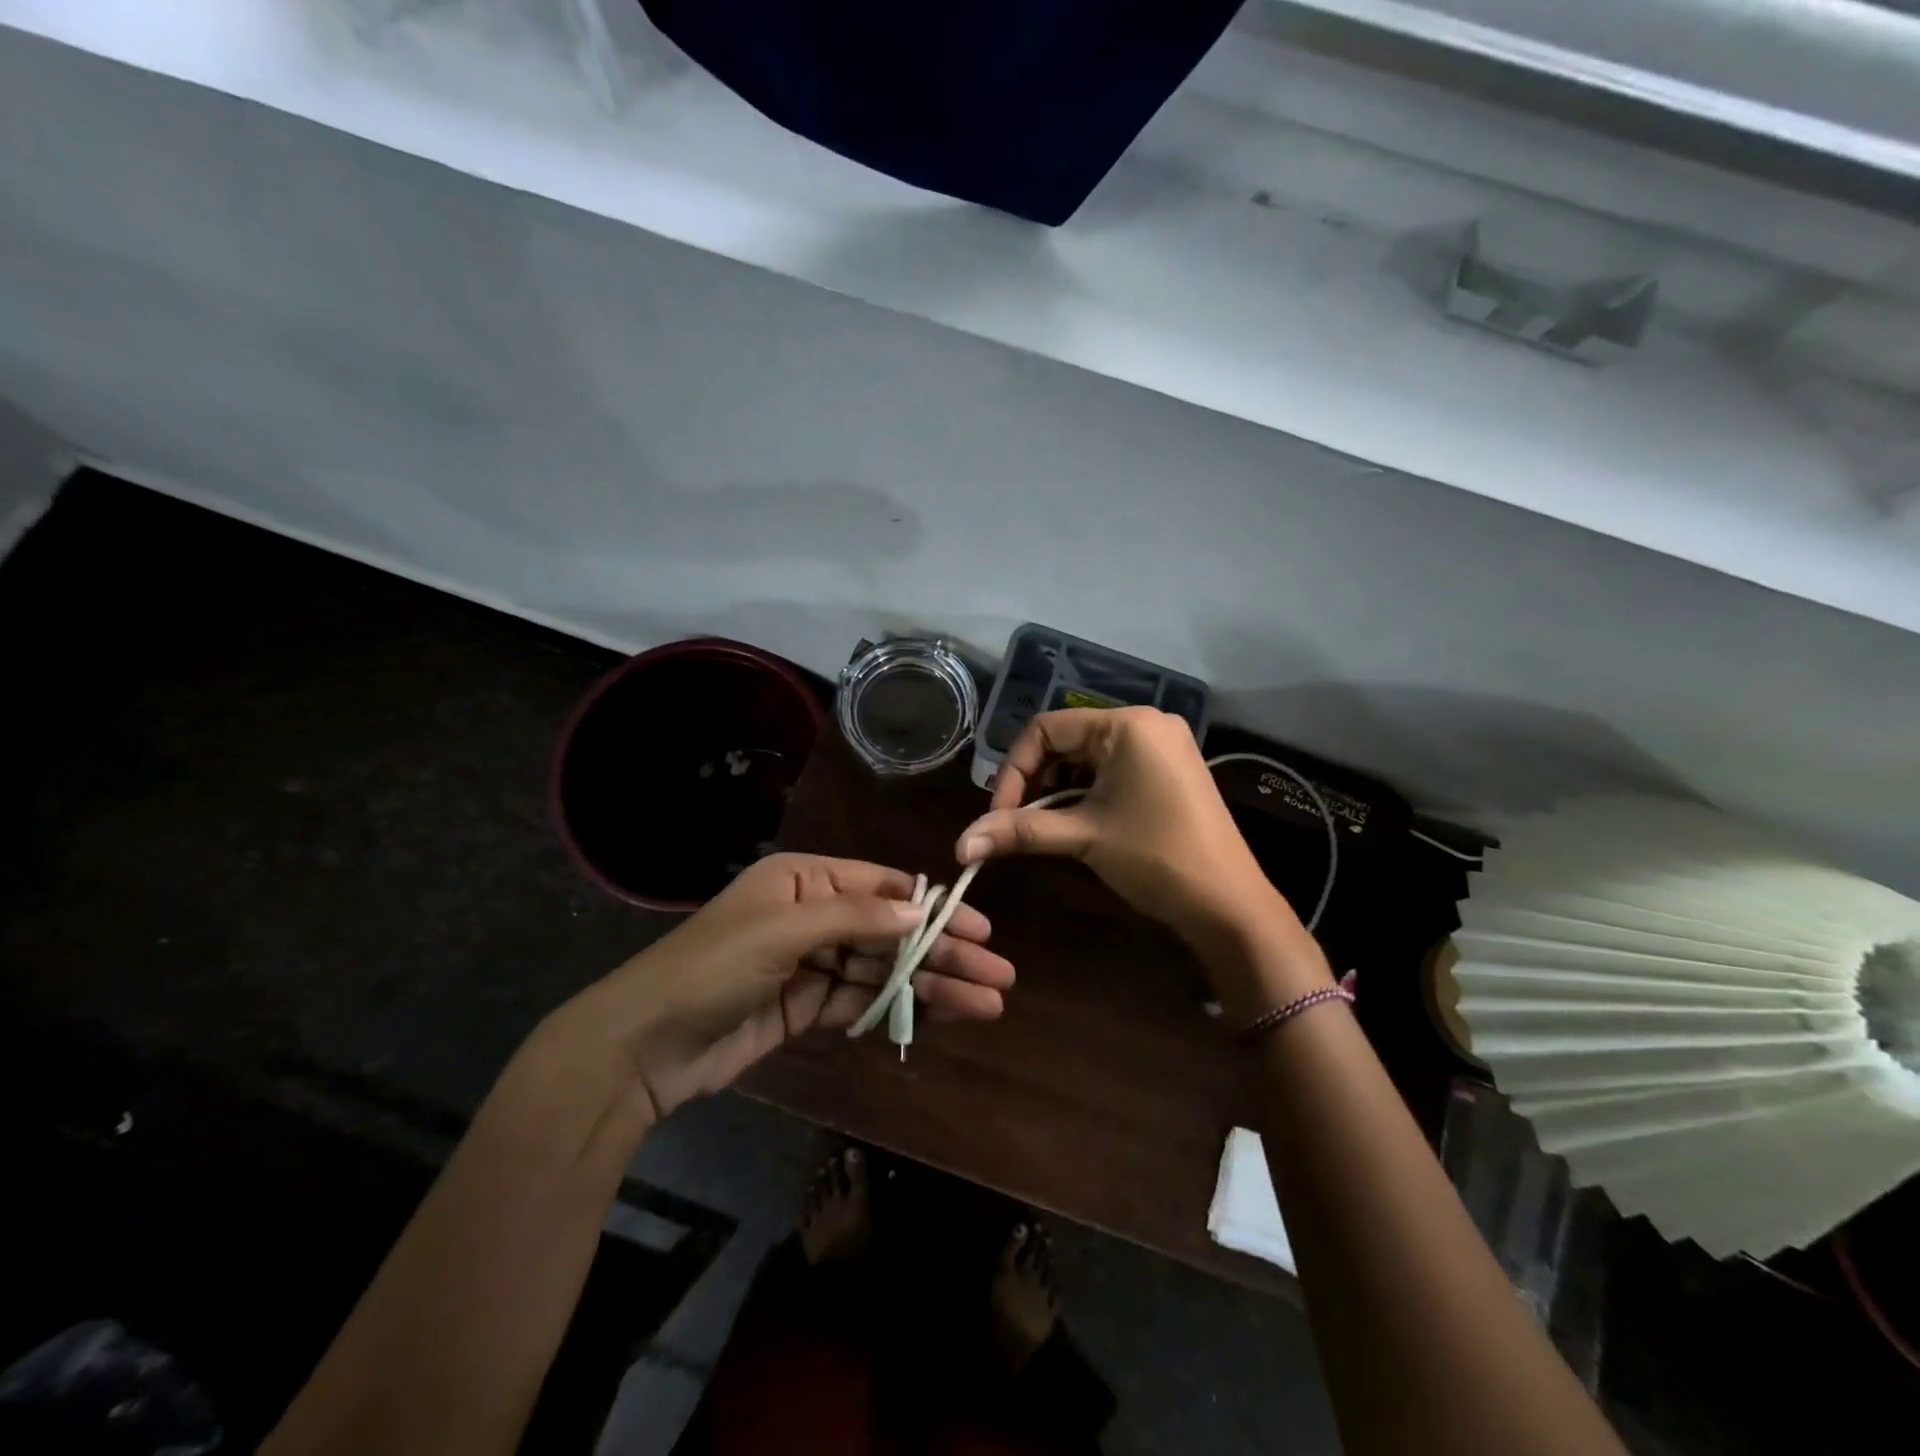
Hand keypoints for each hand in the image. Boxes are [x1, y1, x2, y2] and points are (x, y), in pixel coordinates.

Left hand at [559, 854, 1013, 1120]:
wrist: (642, 1048)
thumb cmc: (712, 968)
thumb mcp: (783, 931)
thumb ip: (856, 919)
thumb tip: (921, 912)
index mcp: (804, 880)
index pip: (883, 887)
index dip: (933, 908)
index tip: (979, 930)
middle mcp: (812, 915)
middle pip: (891, 932)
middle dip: (944, 953)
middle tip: (999, 976)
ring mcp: (809, 964)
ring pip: (883, 970)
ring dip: (931, 986)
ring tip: (985, 1005)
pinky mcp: (804, 1007)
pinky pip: (861, 1002)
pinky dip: (897, 1008)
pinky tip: (937, 1017)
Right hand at [954, 709, 1326, 1010]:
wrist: (1229, 905)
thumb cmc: (1156, 858)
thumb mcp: (1084, 837)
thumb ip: (1019, 831)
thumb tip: (959, 844)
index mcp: (1127, 725)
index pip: (1046, 729)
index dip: (1014, 770)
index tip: (999, 813)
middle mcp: (1146, 724)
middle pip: (1066, 741)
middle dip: (1036, 782)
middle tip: (1018, 823)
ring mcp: (1161, 747)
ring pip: (1087, 758)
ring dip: (1058, 791)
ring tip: (1046, 827)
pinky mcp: (1168, 770)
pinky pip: (1112, 770)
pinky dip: (1086, 794)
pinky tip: (1076, 823)